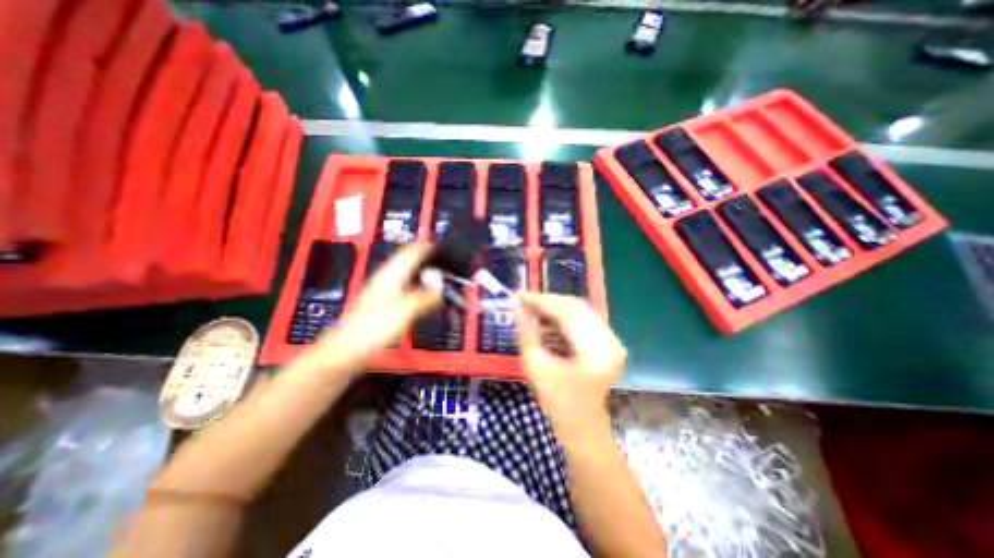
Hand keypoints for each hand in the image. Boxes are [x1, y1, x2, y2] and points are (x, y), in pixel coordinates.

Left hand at [305, 244, 439, 377]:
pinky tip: (430, 301)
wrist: (346, 351)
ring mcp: (386, 292)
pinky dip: (422, 293)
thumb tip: (441, 289)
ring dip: (428, 280)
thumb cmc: (369, 330)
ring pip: (412, 278)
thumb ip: (424, 297)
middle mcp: (387, 279)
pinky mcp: (387, 305)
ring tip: (444, 286)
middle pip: (413, 264)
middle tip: (450, 272)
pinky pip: (409, 291)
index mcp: (390, 275)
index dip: (429, 248)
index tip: (447, 251)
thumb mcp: (403, 312)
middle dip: (432, 265)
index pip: (412, 251)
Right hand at [512, 292, 626, 436]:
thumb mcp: (536, 366)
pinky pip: (582, 320)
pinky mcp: (606, 342)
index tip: (518, 295)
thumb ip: (526, 333)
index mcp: (597, 350)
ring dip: (554, 308)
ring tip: (531, 309)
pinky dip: (562, 318)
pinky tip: (545, 320)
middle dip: (547, 302)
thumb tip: (516, 307)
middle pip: (575, 307)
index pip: (567, 312)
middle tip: (523, 301)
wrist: (582, 428)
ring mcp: (611, 340)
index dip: (541, 301)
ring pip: (579, 311)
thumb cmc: (558, 403)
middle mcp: (610, 340)